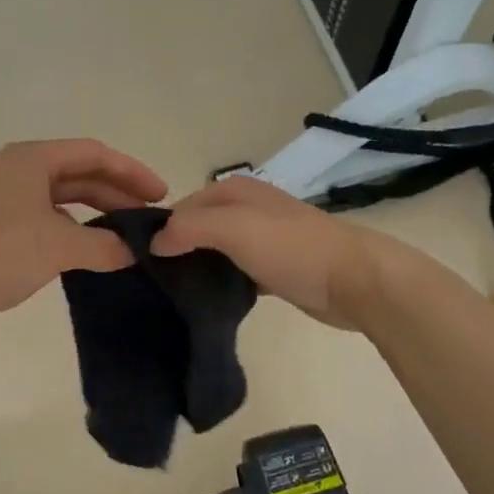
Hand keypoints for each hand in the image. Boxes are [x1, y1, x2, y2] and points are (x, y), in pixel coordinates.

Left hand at [0, 139, 168, 322]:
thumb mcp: (60, 246)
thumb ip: (104, 247)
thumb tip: (133, 253)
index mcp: (32, 159)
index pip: (93, 153)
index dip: (131, 171)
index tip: (160, 195)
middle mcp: (17, 170)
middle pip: (78, 173)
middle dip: (116, 193)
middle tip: (148, 218)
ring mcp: (3, 198)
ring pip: (61, 198)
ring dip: (94, 213)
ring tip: (124, 235)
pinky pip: (45, 218)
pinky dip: (71, 230)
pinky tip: (87, 250)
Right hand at [151, 175, 383, 329]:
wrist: (353, 280)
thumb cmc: (291, 247)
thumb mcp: (233, 227)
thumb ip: (189, 229)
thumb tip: (154, 243)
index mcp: (235, 191)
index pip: (182, 206)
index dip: (162, 229)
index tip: (140, 260)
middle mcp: (247, 210)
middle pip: (198, 228)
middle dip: (177, 249)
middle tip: (151, 281)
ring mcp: (263, 240)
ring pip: (216, 251)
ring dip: (197, 268)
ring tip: (171, 295)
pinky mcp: (274, 269)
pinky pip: (235, 273)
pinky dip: (220, 284)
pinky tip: (206, 302)